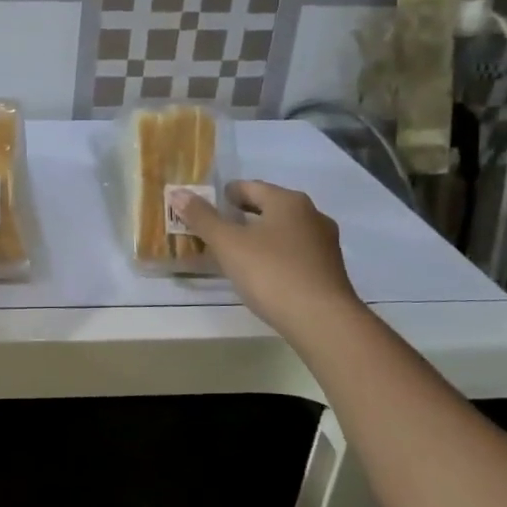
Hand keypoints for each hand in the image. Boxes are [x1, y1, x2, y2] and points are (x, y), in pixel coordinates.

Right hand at [175, 180, 362, 337]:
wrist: (321, 319)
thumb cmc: (271, 273)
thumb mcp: (228, 244)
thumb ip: (202, 218)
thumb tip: (179, 193)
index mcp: (288, 201)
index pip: (250, 187)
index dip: (226, 194)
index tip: (208, 206)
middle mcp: (311, 214)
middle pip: (269, 207)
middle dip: (242, 216)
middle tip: (217, 229)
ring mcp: (324, 243)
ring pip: (283, 231)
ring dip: (260, 236)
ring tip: (236, 252)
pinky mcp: (328, 269)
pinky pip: (294, 252)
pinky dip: (275, 254)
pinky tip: (262, 272)